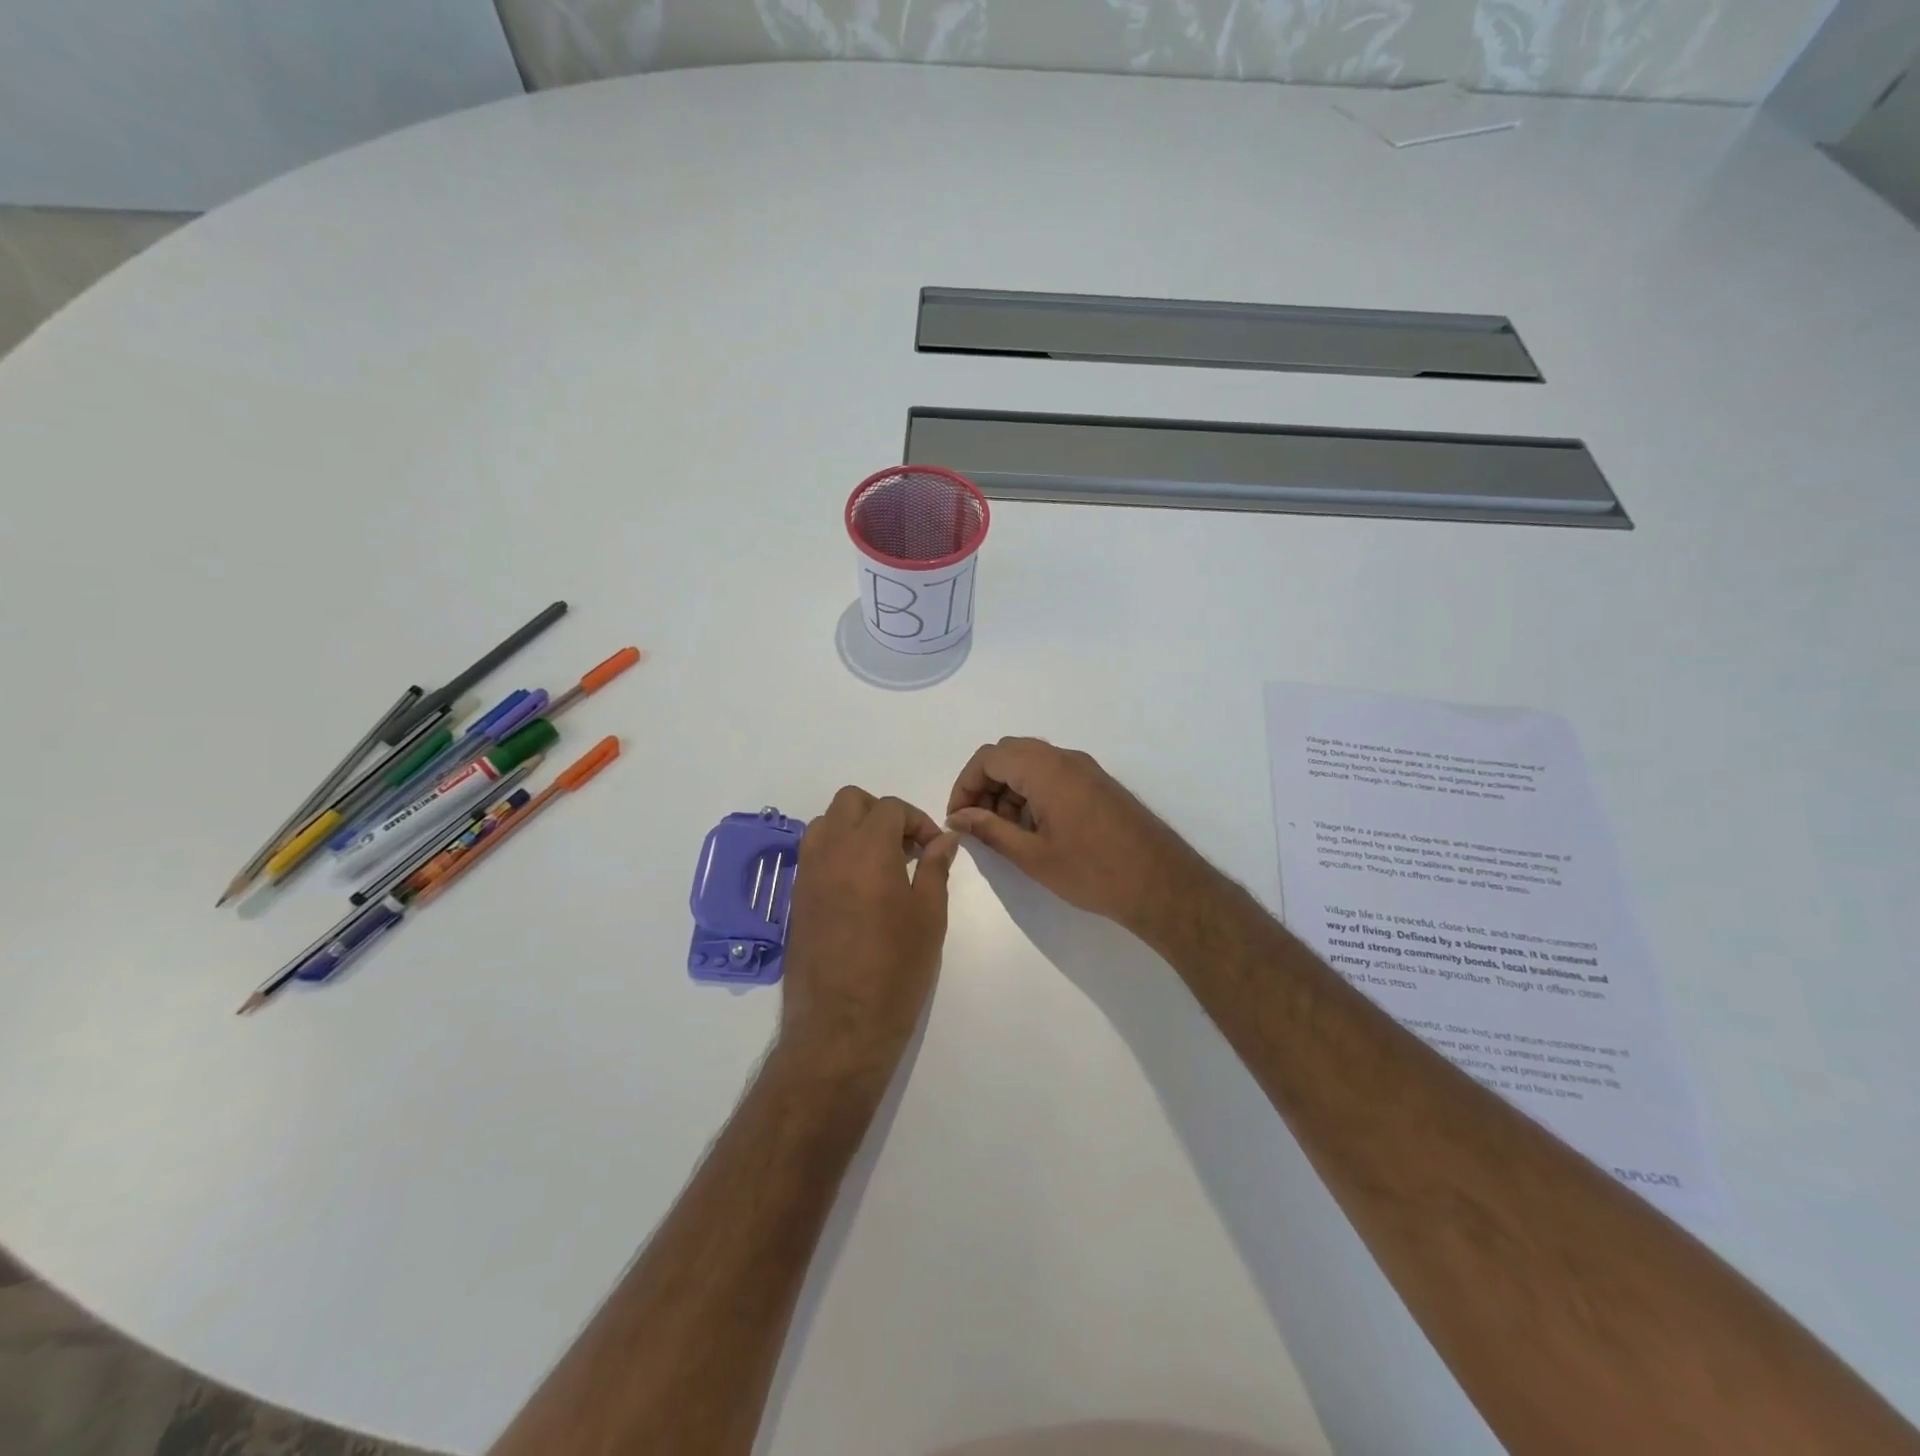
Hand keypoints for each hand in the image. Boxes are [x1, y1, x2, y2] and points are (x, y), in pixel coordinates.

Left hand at [778, 787, 959, 1080]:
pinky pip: (813, 855)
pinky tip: (858, 889)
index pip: (890, 808)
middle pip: (850, 802)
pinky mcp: (796, 899)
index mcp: (866, 848)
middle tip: (905, 847)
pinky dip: (836, 854)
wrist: (840, 1026)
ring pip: (825, 824)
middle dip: (881, 813)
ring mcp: (806, 874)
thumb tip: (944, 839)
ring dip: (853, 829)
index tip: (934, 849)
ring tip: (880, 865)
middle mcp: (830, 850)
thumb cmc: (896, 969)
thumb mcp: (929, 916)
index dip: (918, 821)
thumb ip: (934, 868)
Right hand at [946, 737, 1208, 936]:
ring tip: (1006, 832)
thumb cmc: (1093, 872)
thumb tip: (959, 817)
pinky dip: (1033, 792)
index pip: (989, 757)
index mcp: (1046, 770)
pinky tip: (1035, 829)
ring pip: (1032, 764)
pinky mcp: (1098, 784)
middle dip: (986, 784)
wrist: (1162, 884)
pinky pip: (1054, 774)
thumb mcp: (1033, 856)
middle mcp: (1066, 759)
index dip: (965, 784)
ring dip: (1009, 789)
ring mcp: (1086, 769)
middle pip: (1010, 754)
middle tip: (979, 823)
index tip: (959, 817)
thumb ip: (990, 830)